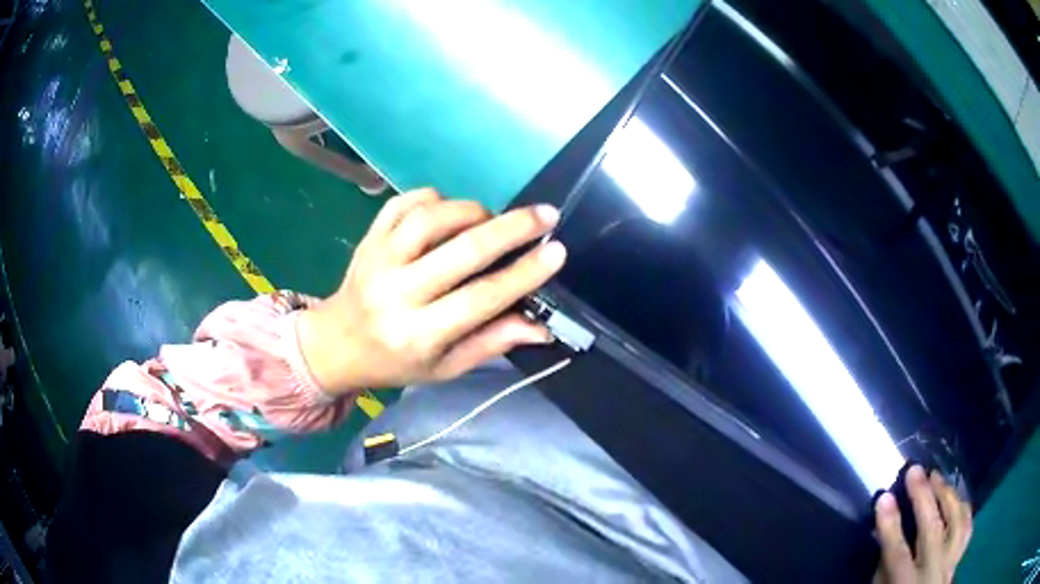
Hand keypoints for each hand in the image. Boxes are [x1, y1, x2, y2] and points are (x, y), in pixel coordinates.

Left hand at [297, 188, 565, 393]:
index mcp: (418, 335)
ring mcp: (377, 259)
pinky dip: (433, 198)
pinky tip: (448, 211)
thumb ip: (491, 344)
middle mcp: (396, 294)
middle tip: (544, 215)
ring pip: (430, 218)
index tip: (556, 251)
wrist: (336, 344)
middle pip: (461, 250)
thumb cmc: (396, 362)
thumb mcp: (445, 367)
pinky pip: (403, 203)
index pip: (481, 298)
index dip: (524, 274)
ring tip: (490, 219)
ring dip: (470, 210)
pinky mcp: (368, 238)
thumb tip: (541, 327)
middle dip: (511, 228)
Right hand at [873, 465, 972, 583]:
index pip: (898, 553)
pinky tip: (954, 497)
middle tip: (914, 470)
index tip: (883, 497)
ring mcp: (949, 562)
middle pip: (931, 530)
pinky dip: (962, 509)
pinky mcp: (960, 555)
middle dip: (923, 497)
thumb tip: (884, 532)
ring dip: (946, 496)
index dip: (890, 525)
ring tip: (936, 477)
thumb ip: (884, 567)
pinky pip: (966, 527)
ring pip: (955, 522)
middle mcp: (933, 570)